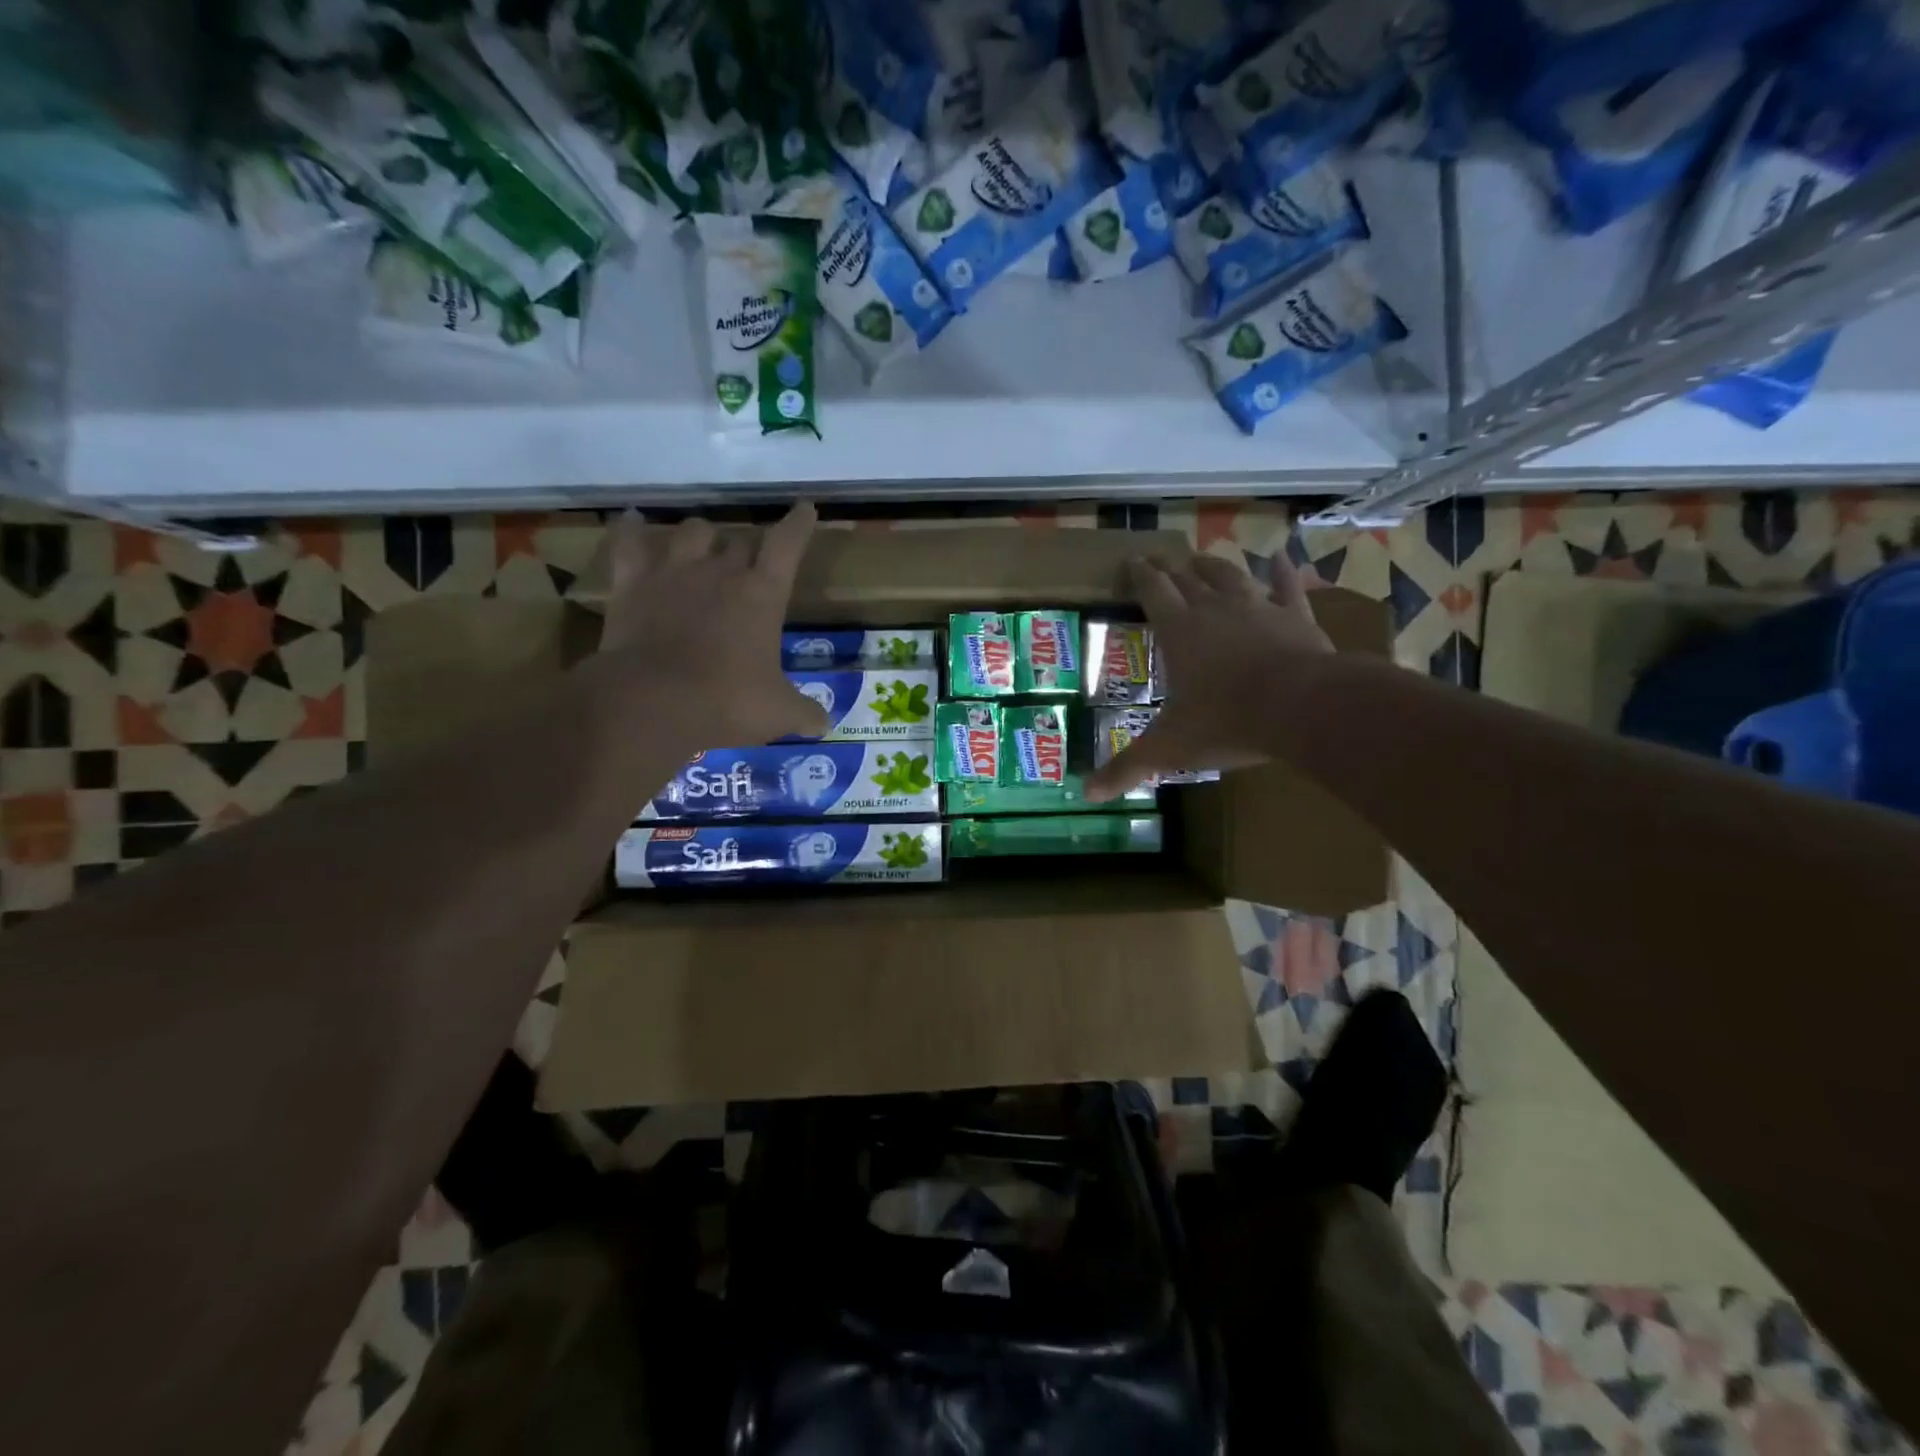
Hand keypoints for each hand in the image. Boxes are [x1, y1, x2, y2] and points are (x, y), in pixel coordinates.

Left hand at [598, 505, 829, 745]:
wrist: (652, 701)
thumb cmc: (726, 701)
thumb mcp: (777, 713)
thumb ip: (804, 713)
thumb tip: (824, 725)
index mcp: (762, 595)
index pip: (787, 545)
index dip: (799, 525)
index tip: (805, 508)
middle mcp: (720, 572)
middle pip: (739, 540)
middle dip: (747, 548)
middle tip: (749, 563)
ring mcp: (673, 572)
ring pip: (692, 532)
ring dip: (701, 535)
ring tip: (702, 543)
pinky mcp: (632, 583)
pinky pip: (630, 543)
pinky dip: (631, 530)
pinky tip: (631, 520)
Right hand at [1085, 551, 1332, 801]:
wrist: (1301, 708)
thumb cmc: (1226, 722)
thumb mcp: (1168, 748)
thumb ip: (1128, 767)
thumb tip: (1087, 793)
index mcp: (1179, 630)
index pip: (1152, 591)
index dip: (1139, 575)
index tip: (1131, 561)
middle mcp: (1214, 609)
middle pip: (1188, 578)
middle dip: (1171, 567)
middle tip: (1160, 558)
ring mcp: (1258, 608)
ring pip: (1231, 576)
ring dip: (1214, 566)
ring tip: (1203, 559)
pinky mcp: (1296, 617)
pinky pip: (1288, 587)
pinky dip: (1283, 572)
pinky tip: (1282, 557)